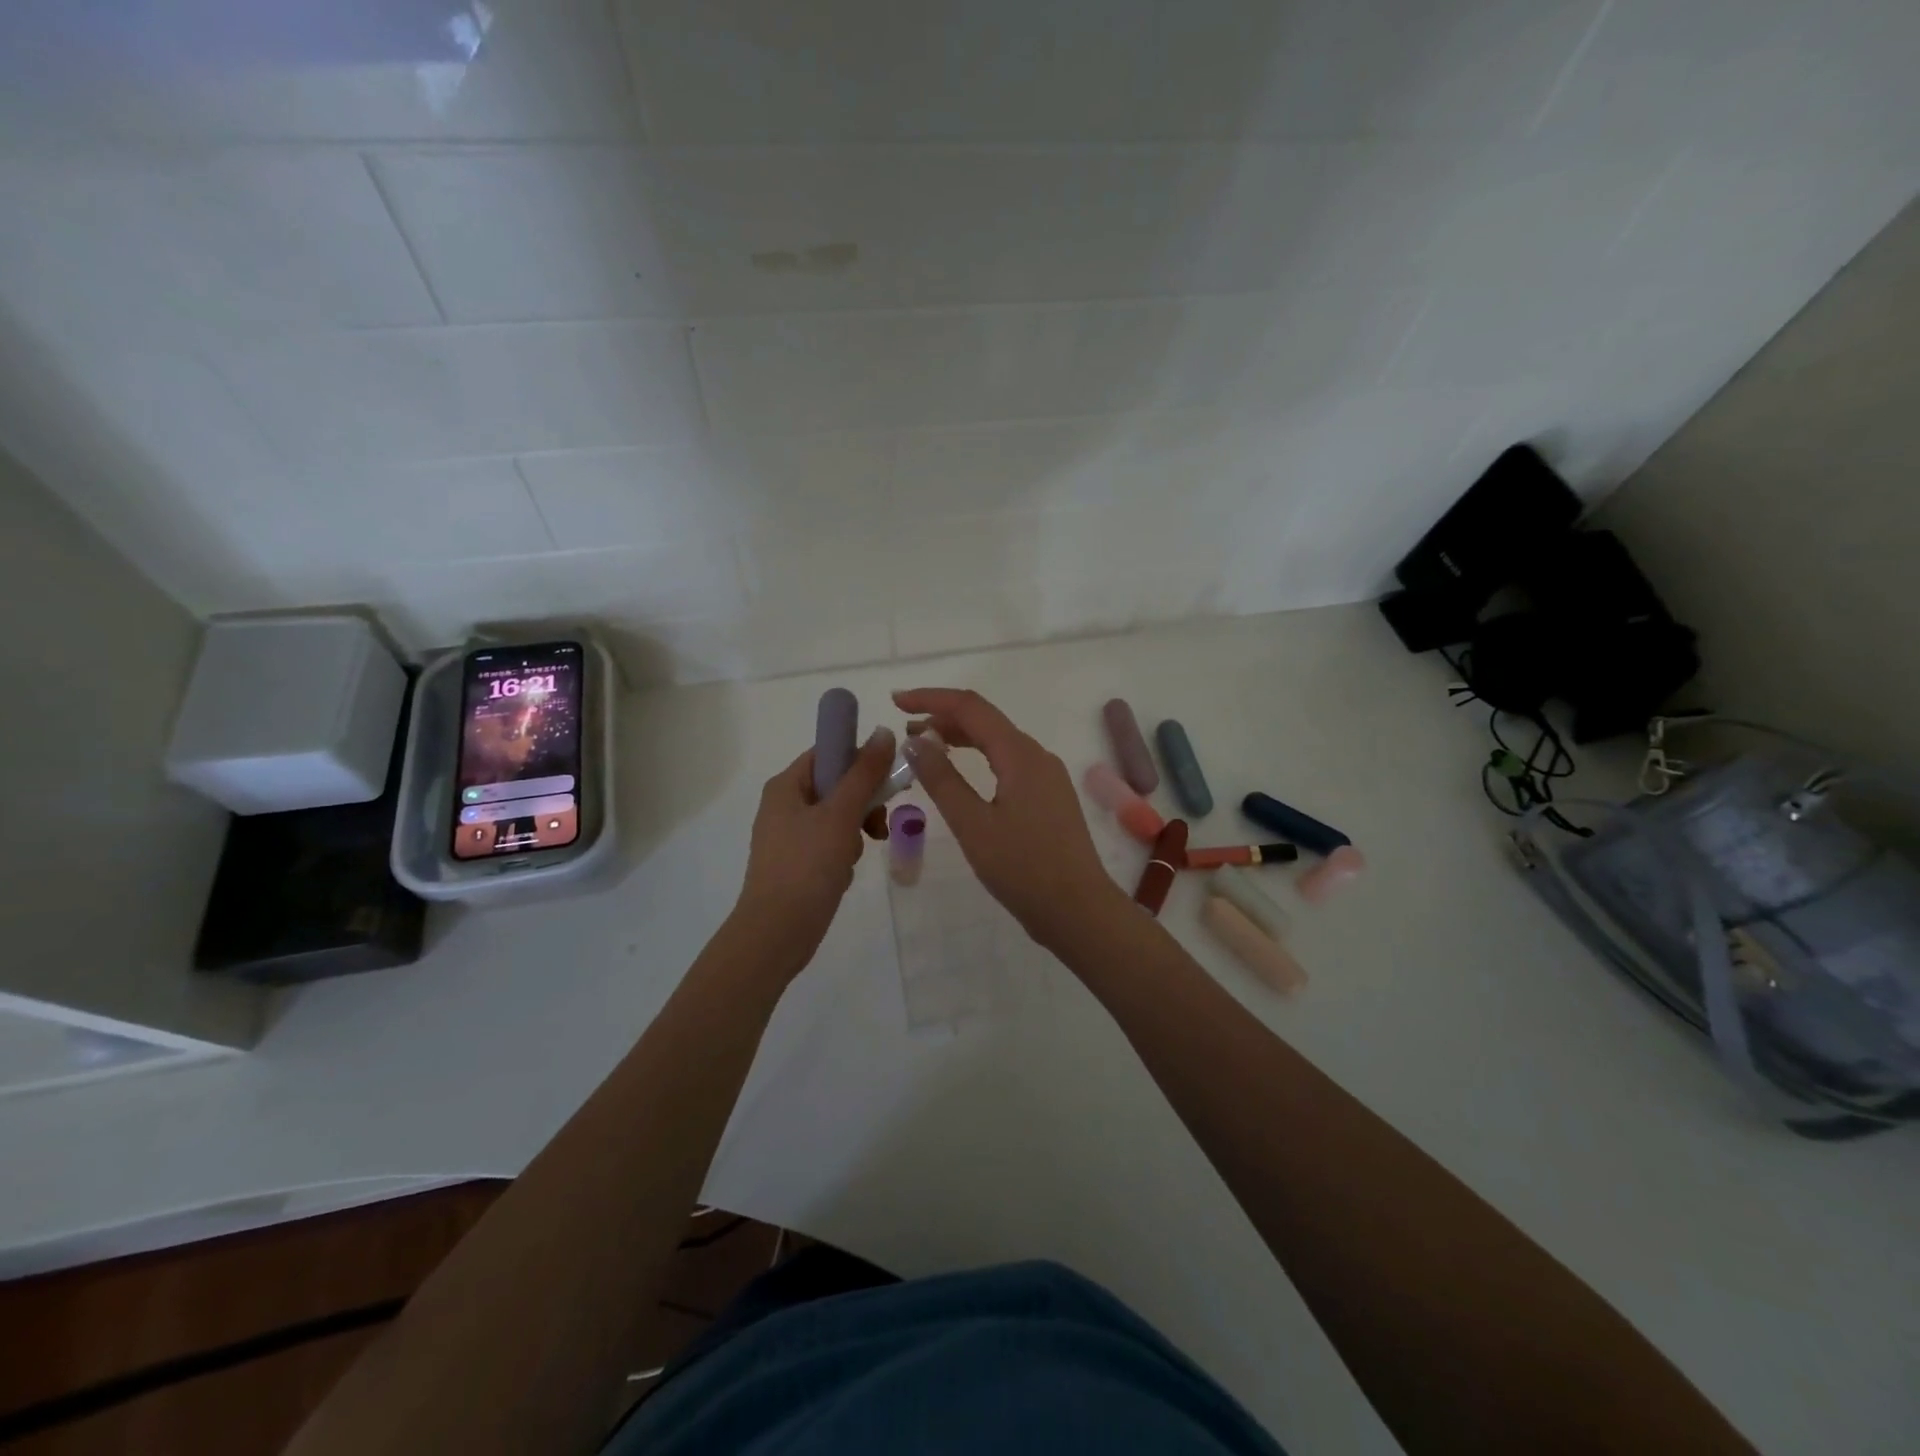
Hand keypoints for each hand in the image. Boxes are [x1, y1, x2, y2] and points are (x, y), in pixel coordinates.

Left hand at [734, 726, 895, 975]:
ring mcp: (789, 835)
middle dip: (863, 803)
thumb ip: (864, 773)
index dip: (860, 759)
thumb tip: (883, 731)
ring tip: (857, 853)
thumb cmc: (806, 866)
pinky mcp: (797, 862)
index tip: (888, 778)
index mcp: (786, 785)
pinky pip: (830, 843)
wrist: (776, 933)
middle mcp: (784, 804)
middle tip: (879, 822)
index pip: (828, 752)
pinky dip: (843, 853)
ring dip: (856, 831)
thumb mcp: (840, 814)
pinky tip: (844, 872)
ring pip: (837, 816)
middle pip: (836, 785)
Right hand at [894, 688, 1126, 951]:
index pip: (970, 707)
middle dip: (943, 717)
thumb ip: (942, 779)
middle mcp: (1037, 755)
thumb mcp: (973, 824)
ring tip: (925, 748)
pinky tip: (961, 776)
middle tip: (904, 729)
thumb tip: (916, 740)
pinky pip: (1009, 763)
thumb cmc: (1022, 868)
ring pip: (998, 742)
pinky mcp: (1049, 797)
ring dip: (960, 738)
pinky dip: (979, 759)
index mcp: (1020, 754)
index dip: (931, 698)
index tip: (896, 701)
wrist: (1078, 910)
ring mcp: (1047, 776)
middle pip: (986, 721)